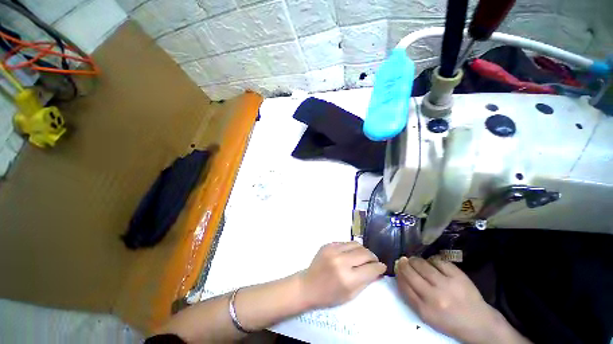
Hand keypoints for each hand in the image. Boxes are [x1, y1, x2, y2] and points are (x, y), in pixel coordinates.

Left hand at [299, 242, 385, 308]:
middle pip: (365, 253)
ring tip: (364, 256)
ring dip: (363, 250)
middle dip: (373, 257)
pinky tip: (351, 254)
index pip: (371, 268)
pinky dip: (351, 248)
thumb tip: (379, 270)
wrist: (308, 286)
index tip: (383, 267)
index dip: (380, 267)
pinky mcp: (328, 244)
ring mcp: (333, 250)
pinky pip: (345, 243)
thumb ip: (366, 281)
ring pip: (356, 244)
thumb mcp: (351, 295)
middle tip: (374, 261)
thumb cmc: (329, 296)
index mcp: (348, 278)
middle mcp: (341, 261)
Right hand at [395, 256, 528, 343]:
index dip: (398, 274)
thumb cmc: (449, 320)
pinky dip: (431, 260)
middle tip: (402, 260)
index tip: (397, 268)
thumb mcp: (427, 316)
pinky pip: (438, 261)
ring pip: (422, 264)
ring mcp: (447, 285)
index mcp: (425, 310)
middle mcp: (435, 297)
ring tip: (414, 260)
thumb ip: (412, 297)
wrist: (478, 323)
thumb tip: (400, 274)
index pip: (404, 286)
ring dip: (415, 260)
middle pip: (411, 273)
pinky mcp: (458, 276)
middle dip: (403, 264)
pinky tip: (431, 263)